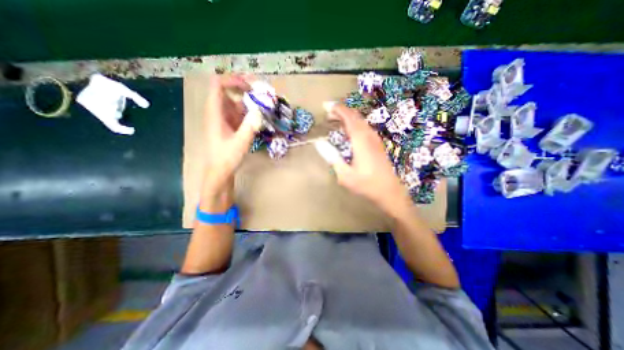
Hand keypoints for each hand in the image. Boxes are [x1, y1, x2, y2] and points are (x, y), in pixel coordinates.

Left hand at [201, 75, 260, 208]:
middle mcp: (218, 112)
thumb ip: (249, 127)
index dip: (233, 80)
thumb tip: (259, 110)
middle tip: (261, 95)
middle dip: (245, 90)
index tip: (250, 87)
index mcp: (215, 113)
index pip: (218, 85)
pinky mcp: (229, 126)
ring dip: (249, 102)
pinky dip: (249, 113)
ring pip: (235, 103)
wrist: (220, 172)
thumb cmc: (226, 158)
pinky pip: (239, 113)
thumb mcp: (240, 143)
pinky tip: (258, 119)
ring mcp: (223, 119)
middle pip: (228, 91)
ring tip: (264, 107)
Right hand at [318, 102, 413, 215]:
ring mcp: (375, 139)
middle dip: (341, 111)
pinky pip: (364, 127)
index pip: (349, 118)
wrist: (389, 191)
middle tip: (328, 113)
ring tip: (336, 120)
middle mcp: (369, 136)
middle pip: (355, 116)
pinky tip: (349, 131)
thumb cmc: (366, 184)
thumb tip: (319, 142)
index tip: (326, 106)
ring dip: (348, 117)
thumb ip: (332, 157)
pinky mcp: (377, 144)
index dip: (337, 109)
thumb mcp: (344, 174)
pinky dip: (354, 124)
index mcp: (361, 141)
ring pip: (361, 121)